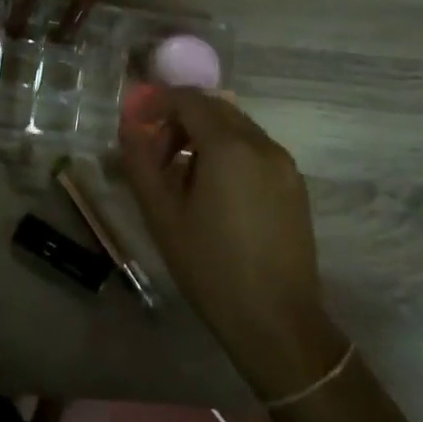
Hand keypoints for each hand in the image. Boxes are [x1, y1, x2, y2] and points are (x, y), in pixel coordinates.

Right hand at [120, 87, 343, 397]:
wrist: (276, 321)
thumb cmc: (210, 267)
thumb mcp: (162, 214)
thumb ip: (140, 161)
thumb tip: (128, 125)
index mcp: (230, 147)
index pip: (189, 100)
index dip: (157, 103)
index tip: (135, 122)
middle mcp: (262, 144)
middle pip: (215, 109)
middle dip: (179, 120)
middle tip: (154, 152)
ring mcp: (284, 164)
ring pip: (236, 128)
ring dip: (203, 136)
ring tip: (179, 176)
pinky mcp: (295, 185)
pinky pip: (254, 150)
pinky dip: (227, 153)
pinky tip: (212, 191)